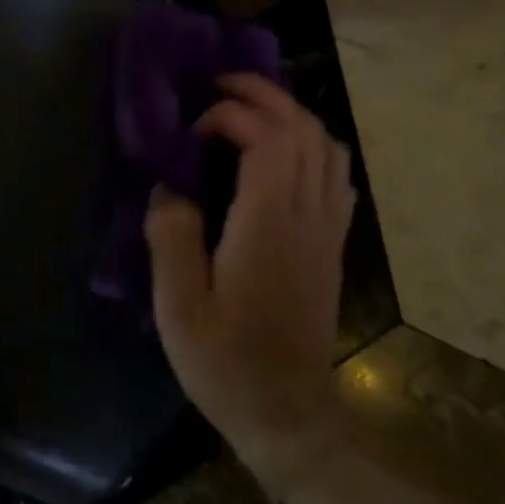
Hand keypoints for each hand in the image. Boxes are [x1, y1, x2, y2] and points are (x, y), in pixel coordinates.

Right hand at [146, 73, 356, 487]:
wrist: (291, 417)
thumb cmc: (228, 364)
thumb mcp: (179, 308)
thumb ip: (170, 237)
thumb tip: (169, 188)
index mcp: (267, 224)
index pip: (268, 138)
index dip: (231, 116)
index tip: (193, 129)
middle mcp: (306, 216)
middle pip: (304, 130)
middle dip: (265, 95)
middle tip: (222, 86)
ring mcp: (327, 230)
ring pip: (327, 147)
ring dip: (291, 115)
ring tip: (250, 111)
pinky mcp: (332, 245)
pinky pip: (335, 175)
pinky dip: (311, 146)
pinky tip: (282, 157)